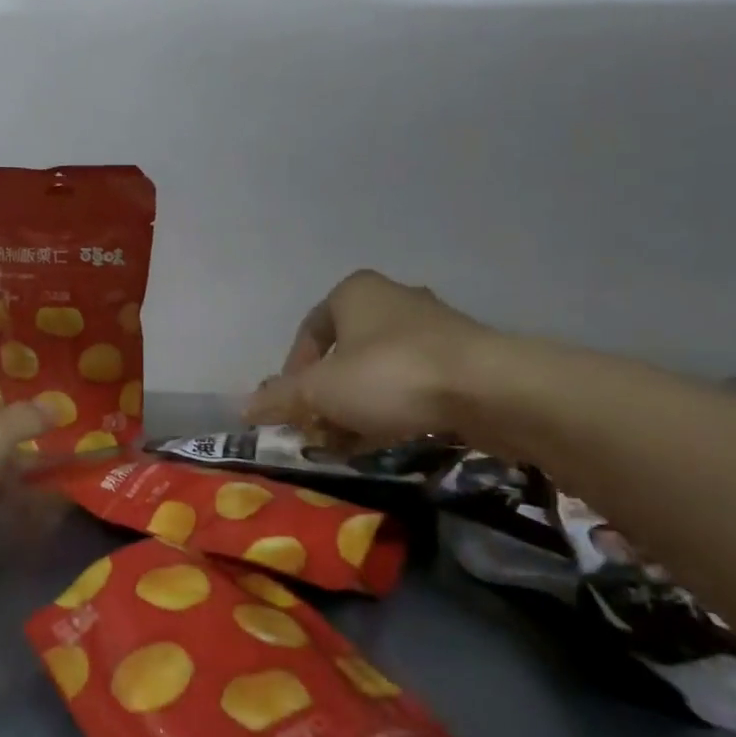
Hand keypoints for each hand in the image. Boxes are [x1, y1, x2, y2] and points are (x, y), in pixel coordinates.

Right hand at [247, 270, 488, 444]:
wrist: (491, 390)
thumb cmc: (390, 375)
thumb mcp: (321, 391)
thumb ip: (281, 399)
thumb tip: (244, 409)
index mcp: (354, 292)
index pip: (308, 331)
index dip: (293, 372)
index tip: (292, 407)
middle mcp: (393, 301)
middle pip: (343, 355)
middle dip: (326, 396)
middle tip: (319, 429)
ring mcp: (433, 329)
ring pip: (378, 373)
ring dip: (357, 408)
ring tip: (349, 444)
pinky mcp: (463, 360)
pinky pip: (412, 386)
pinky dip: (393, 411)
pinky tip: (387, 440)